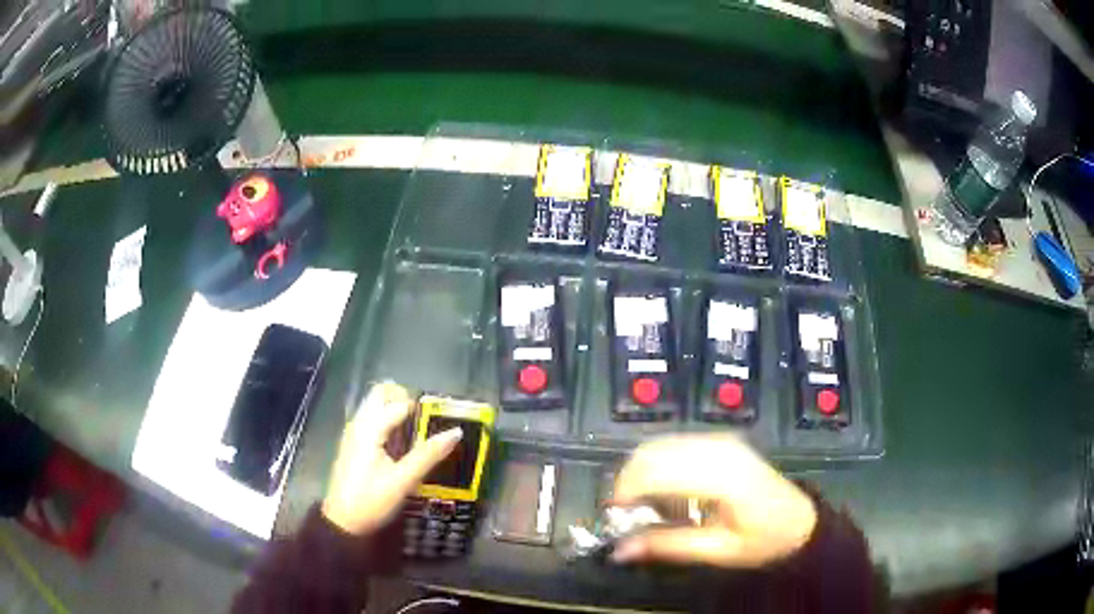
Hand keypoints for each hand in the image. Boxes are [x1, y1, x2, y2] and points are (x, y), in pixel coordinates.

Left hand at [321, 382, 461, 535]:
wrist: (343, 521)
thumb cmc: (372, 501)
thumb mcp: (403, 481)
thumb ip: (428, 454)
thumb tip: (456, 432)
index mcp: (369, 428)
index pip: (399, 403)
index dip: (422, 407)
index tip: (442, 418)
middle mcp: (358, 423)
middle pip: (381, 394)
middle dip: (405, 399)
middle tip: (426, 421)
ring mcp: (354, 432)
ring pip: (375, 405)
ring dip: (396, 410)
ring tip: (418, 434)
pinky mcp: (354, 443)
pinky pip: (372, 419)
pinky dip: (388, 422)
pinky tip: (401, 445)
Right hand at [611, 434, 816, 567]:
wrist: (799, 521)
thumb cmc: (764, 540)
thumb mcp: (718, 551)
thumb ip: (669, 546)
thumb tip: (620, 550)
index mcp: (723, 476)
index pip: (657, 470)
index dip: (626, 492)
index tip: (613, 517)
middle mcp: (719, 448)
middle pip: (652, 452)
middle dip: (627, 482)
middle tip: (625, 516)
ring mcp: (720, 441)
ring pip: (658, 445)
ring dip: (639, 474)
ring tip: (642, 508)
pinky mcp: (719, 442)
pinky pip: (672, 446)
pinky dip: (655, 466)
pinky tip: (661, 492)